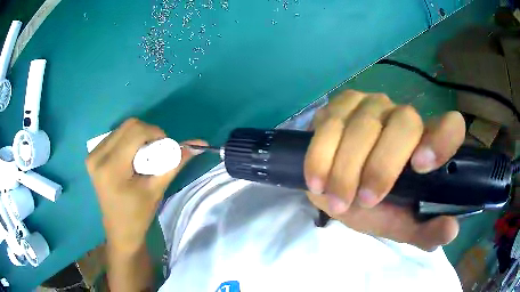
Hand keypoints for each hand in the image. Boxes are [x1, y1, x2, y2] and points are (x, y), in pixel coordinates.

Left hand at [86, 118, 206, 254]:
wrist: (120, 229)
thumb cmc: (138, 215)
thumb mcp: (157, 189)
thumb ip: (174, 163)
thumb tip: (197, 144)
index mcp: (111, 168)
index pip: (136, 132)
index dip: (156, 133)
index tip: (166, 147)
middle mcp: (98, 156)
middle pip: (128, 126)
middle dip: (148, 133)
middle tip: (157, 151)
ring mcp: (93, 155)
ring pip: (122, 129)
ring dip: (138, 137)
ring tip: (144, 156)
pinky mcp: (93, 156)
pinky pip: (115, 136)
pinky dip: (128, 141)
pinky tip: (132, 157)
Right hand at [304, 90, 464, 250]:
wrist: (336, 185)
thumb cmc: (375, 204)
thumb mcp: (399, 223)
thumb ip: (424, 230)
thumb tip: (451, 230)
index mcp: (427, 144)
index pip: (450, 126)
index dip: (442, 139)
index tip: (420, 166)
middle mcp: (404, 116)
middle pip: (403, 123)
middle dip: (382, 166)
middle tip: (365, 201)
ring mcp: (371, 105)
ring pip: (362, 125)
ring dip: (346, 169)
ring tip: (336, 201)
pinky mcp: (340, 105)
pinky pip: (329, 124)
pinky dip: (320, 156)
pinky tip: (316, 181)